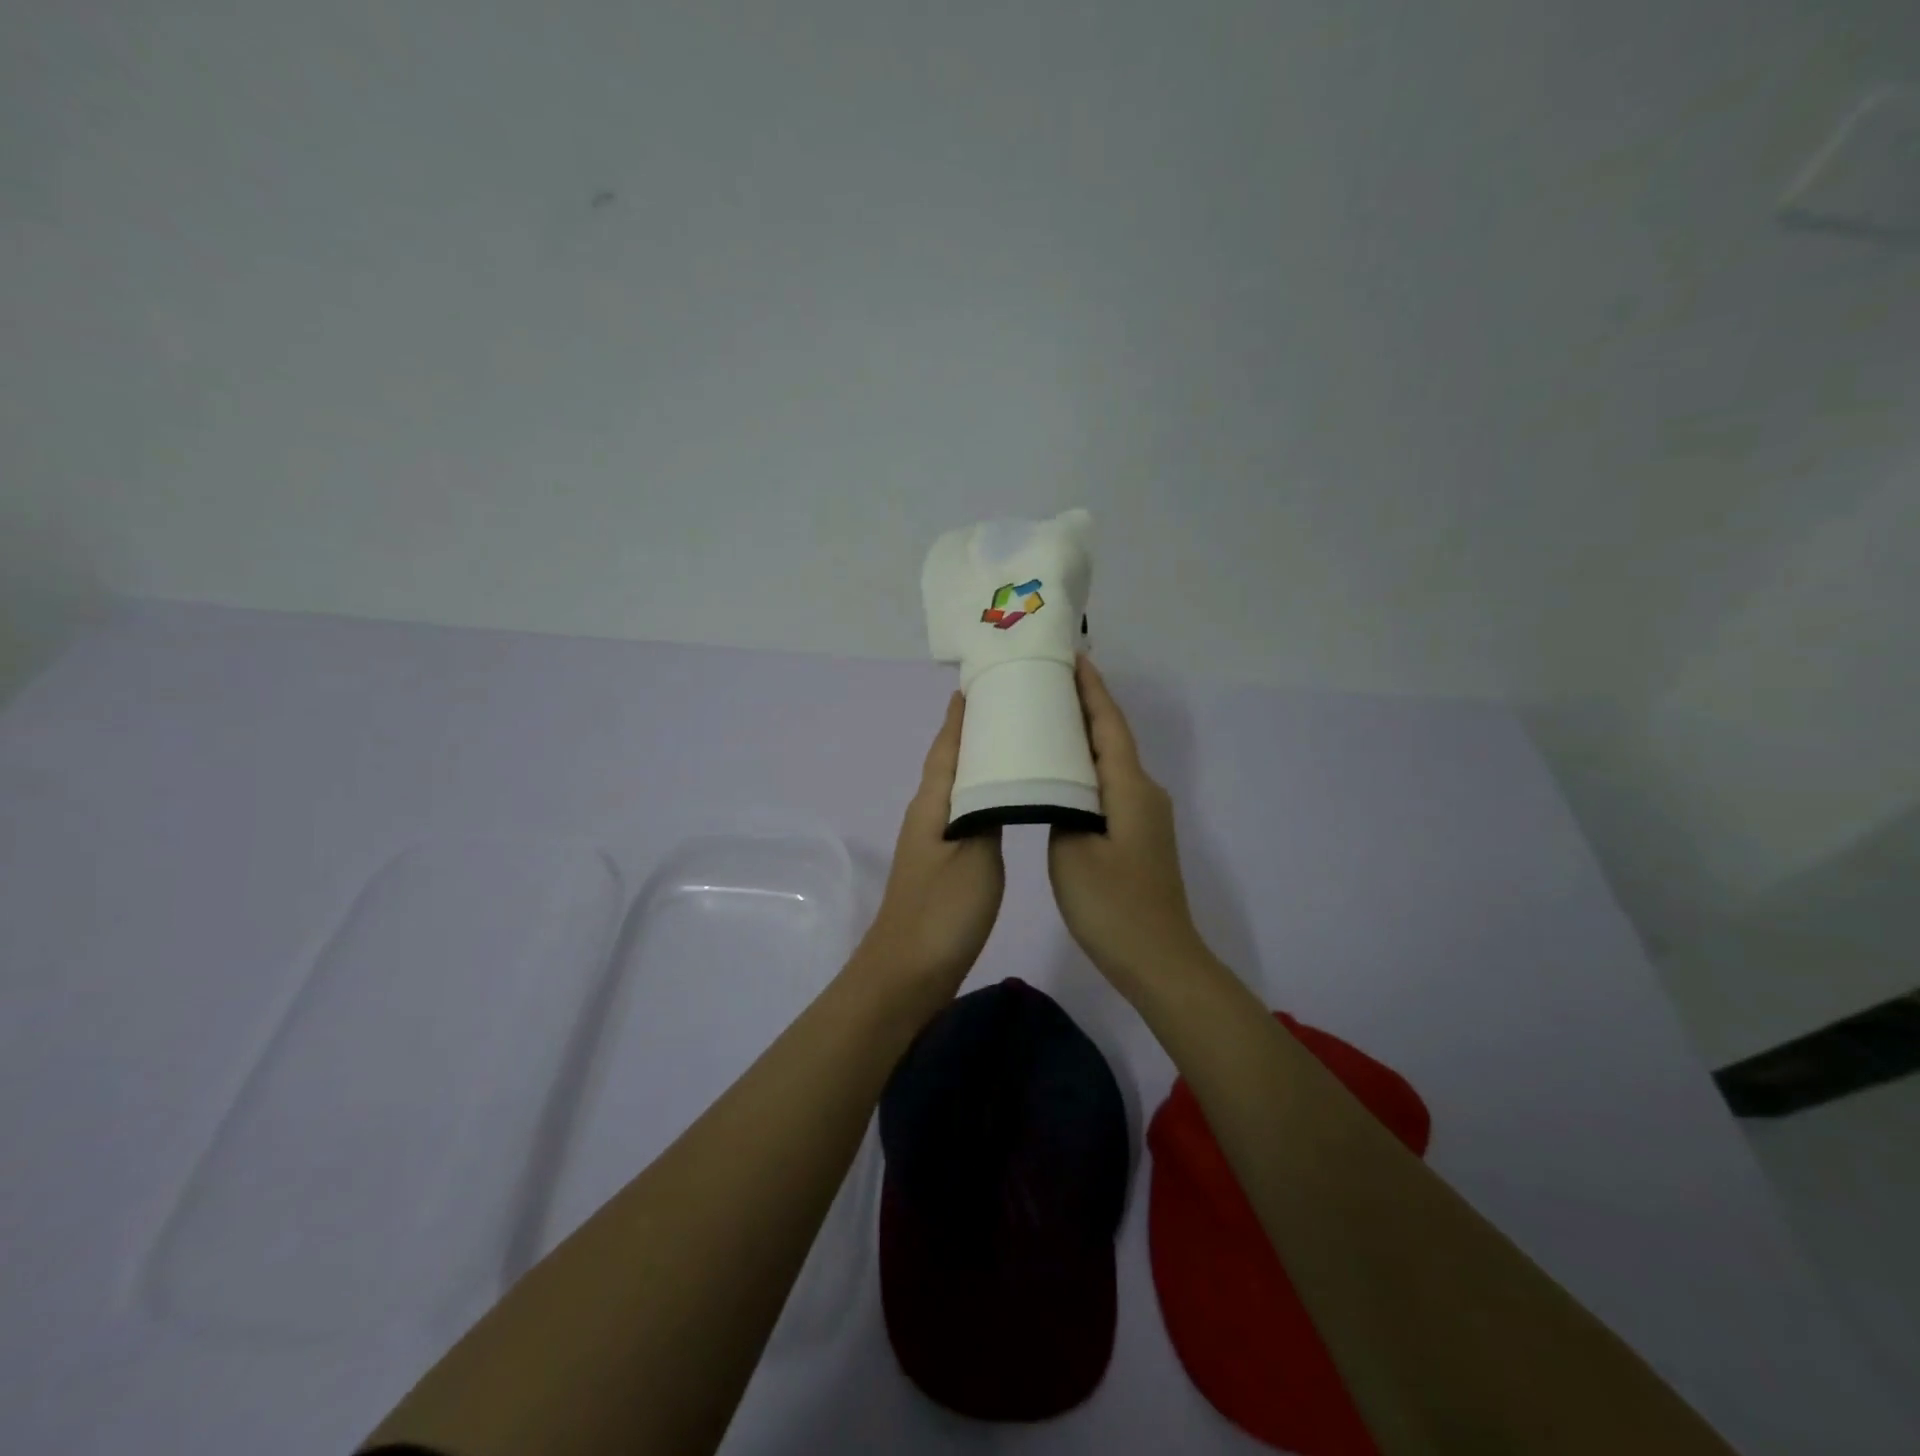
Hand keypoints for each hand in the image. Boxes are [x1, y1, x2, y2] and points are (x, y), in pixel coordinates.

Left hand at [853, 693, 1004, 992]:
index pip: (947, 748)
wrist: (908, 973)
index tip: (976, 684)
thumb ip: (988, 814)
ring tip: (1013, 745)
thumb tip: (999, 781)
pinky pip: (964, 813)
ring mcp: (932, 842)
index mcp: (932, 804)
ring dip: (979, 763)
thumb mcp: (975, 857)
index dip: (960, 717)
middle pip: (950, 762)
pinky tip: (1002, 801)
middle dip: (972, 732)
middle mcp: (927, 815)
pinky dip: (982, 795)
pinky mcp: (942, 865)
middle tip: (1007, 706)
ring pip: (958, 788)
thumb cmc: (943, 912)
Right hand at [1048, 657, 1208, 990]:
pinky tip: (1061, 774)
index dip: (1091, 689)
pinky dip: (1085, 769)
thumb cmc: (1112, 905)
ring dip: (1083, 737)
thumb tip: (1058, 787)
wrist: (1158, 960)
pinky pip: (1109, 787)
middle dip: (1084, 705)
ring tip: (1047, 718)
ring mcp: (1144, 816)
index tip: (1072, 656)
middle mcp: (1143, 792)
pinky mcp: (1138, 836)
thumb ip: (1061, 807)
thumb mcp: (1072, 851)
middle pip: (1112, 737)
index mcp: (1129, 788)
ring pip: (1110, 763)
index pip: (1108, 724)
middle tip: (1047, 681)